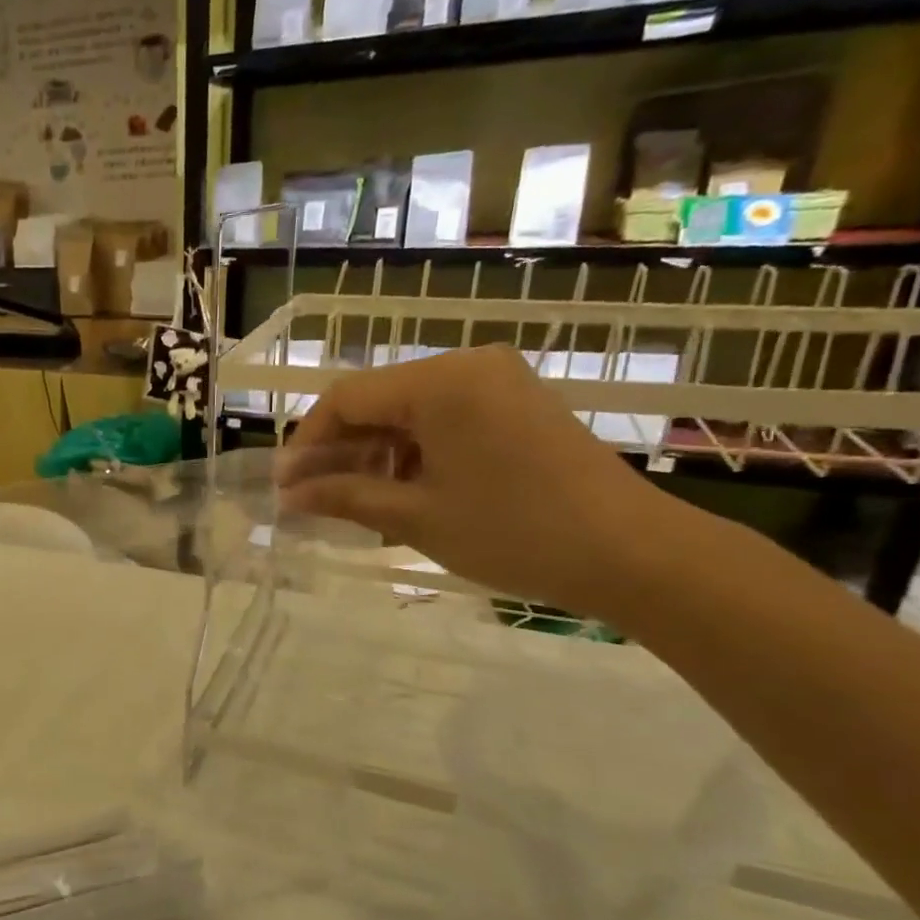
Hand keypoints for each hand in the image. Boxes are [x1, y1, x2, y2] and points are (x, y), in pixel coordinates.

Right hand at [278, 345, 673, 617]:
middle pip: (377, 400)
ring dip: (376, 453)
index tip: (285, 486)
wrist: (634, 553)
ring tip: (359, 504)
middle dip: (340, 450)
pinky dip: (415, 451)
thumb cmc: (513, 532)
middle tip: (315, 499)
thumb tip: (288, 496)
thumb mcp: (415, 517)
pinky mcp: (518, 402)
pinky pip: (445, 417)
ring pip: (409, 410)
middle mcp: (467, 365)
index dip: (307, 442)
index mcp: (440, 382)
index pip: (346, 398)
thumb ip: (344, 496)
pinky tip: (405, 491)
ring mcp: (498, 381)